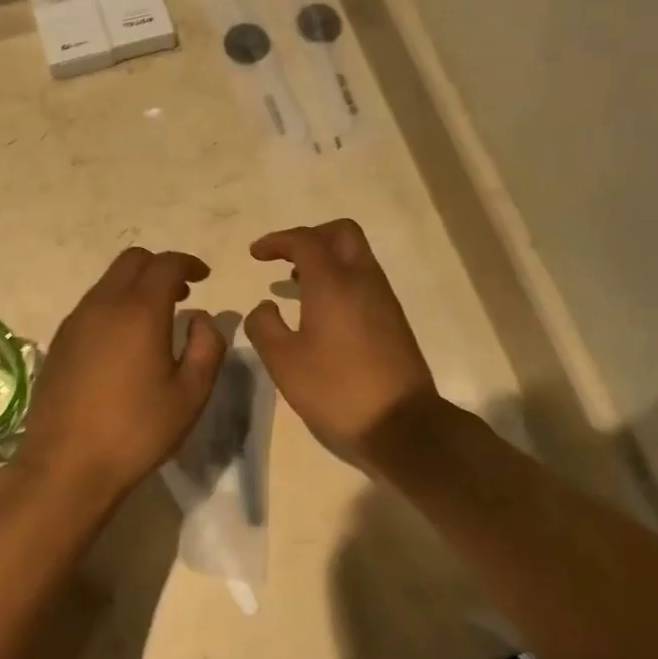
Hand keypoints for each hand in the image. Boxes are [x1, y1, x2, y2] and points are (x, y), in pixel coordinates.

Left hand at [18, 248, 226, 503]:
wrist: (67, 465)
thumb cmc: (137, 430)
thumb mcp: (190, 394)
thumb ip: (208, 346)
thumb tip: (202, 319)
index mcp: (139, 311)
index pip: (165, 264)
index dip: (188, 263)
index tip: (204, 277)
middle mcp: (103, 305)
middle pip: (132, 261)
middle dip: (160, 268)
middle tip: (182, 293)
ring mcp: (75, 322)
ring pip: (108, 282)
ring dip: (135, 286)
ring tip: (156, 319)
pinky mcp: (59, 342)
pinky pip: (92, 305)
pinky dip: (114, 305)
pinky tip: (124, 342)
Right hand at [245, 220, 440, 464]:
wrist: (402, 424)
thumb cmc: (336, 390)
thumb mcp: (284, 362)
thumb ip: (264, 327)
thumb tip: (264, 307)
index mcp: (333, 283)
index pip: (305, 240)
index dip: (277, 241)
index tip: (256, 254)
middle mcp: (363, 280)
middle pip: (341, 233)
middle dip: (310, 237)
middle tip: (285, 260)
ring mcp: (383, 299)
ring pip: (357, 257)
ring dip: (327, 260)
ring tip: (297, 286)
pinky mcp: (394, 320)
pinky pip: (364, 281)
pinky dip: (341, 281)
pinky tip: (323, 313)